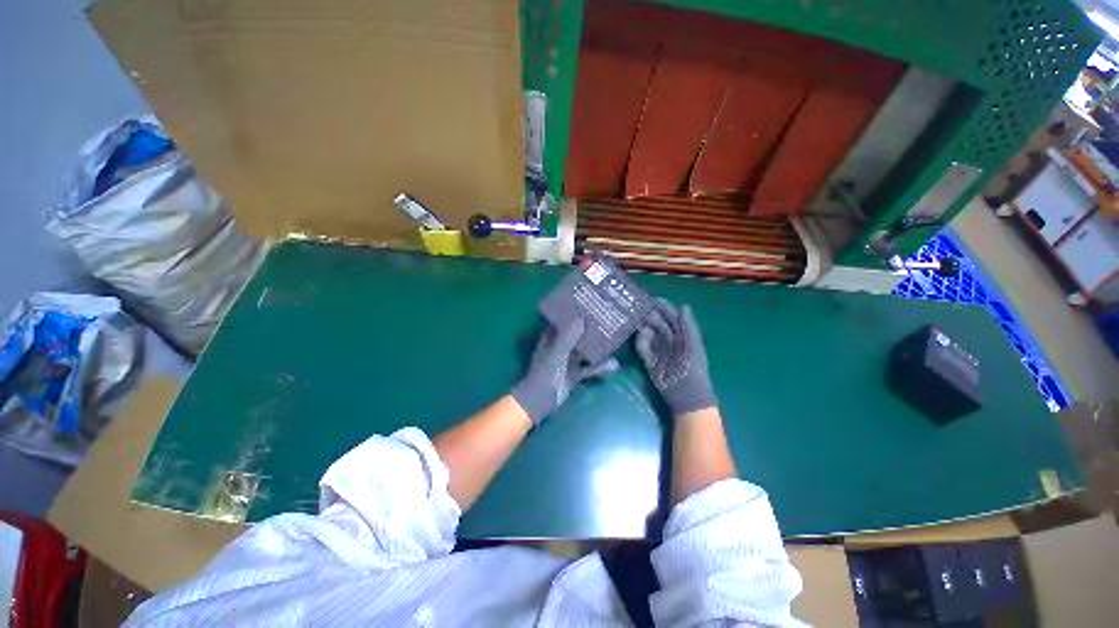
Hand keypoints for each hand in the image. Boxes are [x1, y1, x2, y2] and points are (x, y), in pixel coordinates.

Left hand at [511, 319, 619, 425]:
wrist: (540, 402)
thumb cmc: (545, 374)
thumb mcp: (556, 354)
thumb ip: (567, 338)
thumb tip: (582, 318)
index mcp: (552, 338)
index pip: (564, 319)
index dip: (576, 311)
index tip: (592, 303)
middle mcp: (562, 346)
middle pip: (578, 333)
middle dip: (591, 327)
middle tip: (609, 317)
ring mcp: (569, 360)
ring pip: (586, 349)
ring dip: (598, 346)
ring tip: (616, 337)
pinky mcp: (575, 373)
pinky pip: (590, 367)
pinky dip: (600, 366)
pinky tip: (614, 364)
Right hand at [635, 299, 716, 417]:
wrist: (687, 394)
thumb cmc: (694, 367)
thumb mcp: (694, 345)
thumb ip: (688, 326)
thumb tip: (683, 305)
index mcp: (682, 336)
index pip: (671, 318)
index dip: (663, 308)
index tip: (652, 299)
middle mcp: (669, 341)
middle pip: (657, 324)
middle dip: (649, 316)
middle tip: (639, 308)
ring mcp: (658, 351)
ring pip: (648, 334)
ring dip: (643, 327)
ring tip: (637, 319)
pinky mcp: (649, 361)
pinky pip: (642, 348)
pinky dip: (640, 341)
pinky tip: (641, 335)